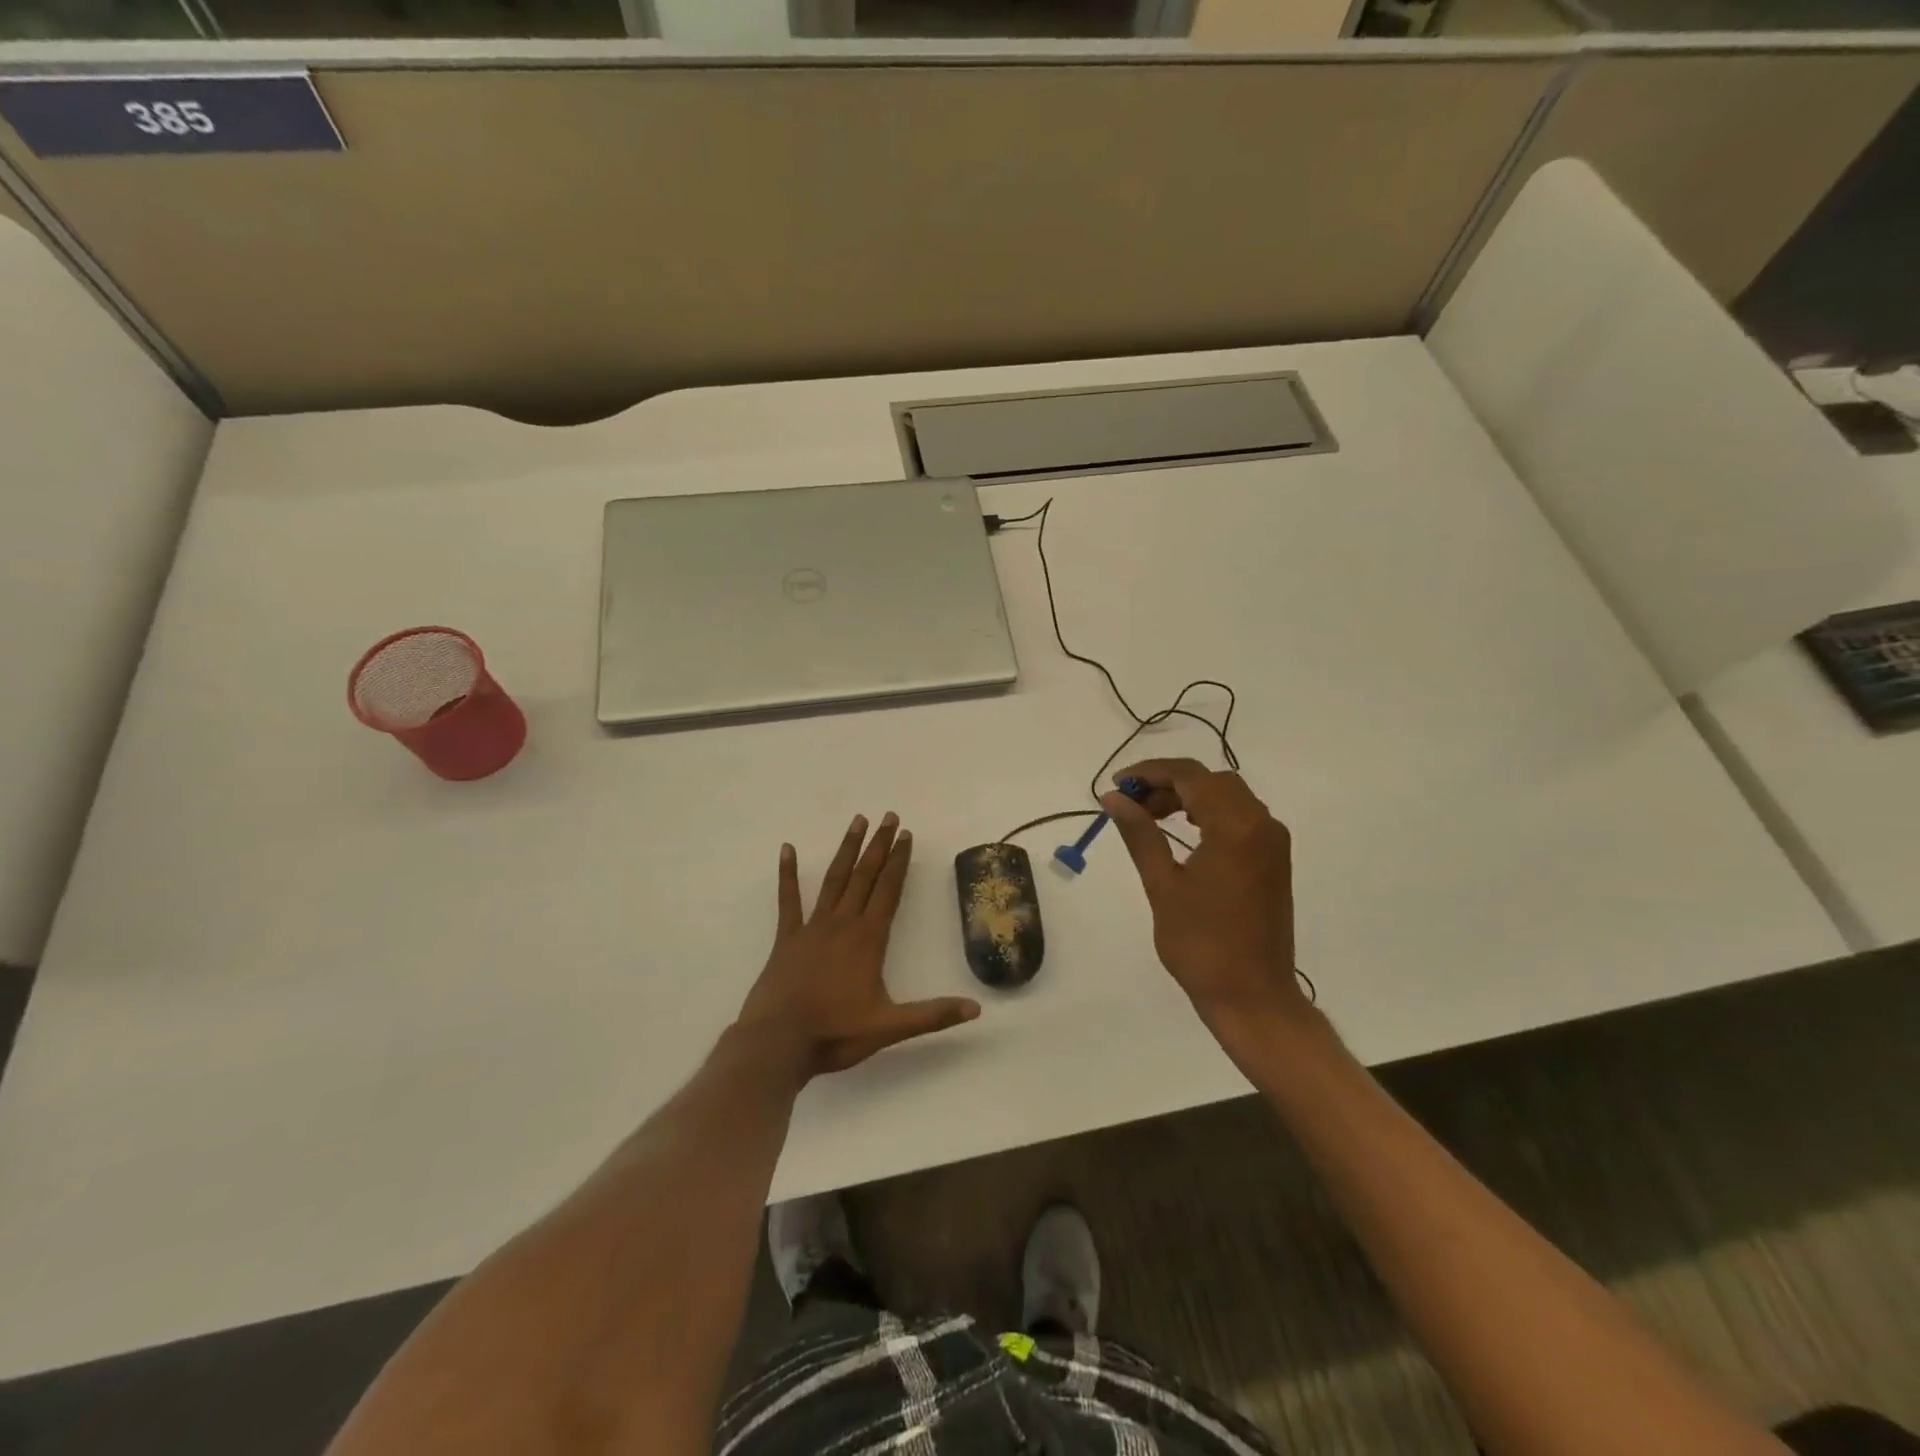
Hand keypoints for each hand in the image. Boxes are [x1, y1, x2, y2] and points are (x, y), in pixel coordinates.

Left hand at [734, 813, 979, 1080]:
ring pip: (834, 880)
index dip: (900, 862)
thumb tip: (976, 1009)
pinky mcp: (787, 938)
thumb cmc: (835, 1033)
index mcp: (868, 940)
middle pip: (865, 876)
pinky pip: (788, 900)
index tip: (907, 835)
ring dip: (847, 850)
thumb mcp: (890, 1028)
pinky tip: (787, 849)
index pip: (889, 891)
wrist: (778, 1044)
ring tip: (857, 821)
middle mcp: (843, 924)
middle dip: (879, 845)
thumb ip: (933, 1015)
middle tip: (889, 816)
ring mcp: (812, 928)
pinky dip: (788, 874)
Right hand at [1102, 760, 1306, 1034]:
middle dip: (1168, 783)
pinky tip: (1182, 831)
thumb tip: (1113, 798)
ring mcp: (1272, 842)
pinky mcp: (1273, 859)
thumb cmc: (1201, 944)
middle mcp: (1261, 824)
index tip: (1118, 785)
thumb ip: (1139, 833)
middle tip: (1131, 802)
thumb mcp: (1162, 885)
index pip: (1190, 776)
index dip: (1150, 772)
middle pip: (1211, 780)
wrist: (1252, 995)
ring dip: (1189, 797)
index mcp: (1236, 827)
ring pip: (1227, 796)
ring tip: (1149, 816)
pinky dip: (1209, 813)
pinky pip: (1240, 817)